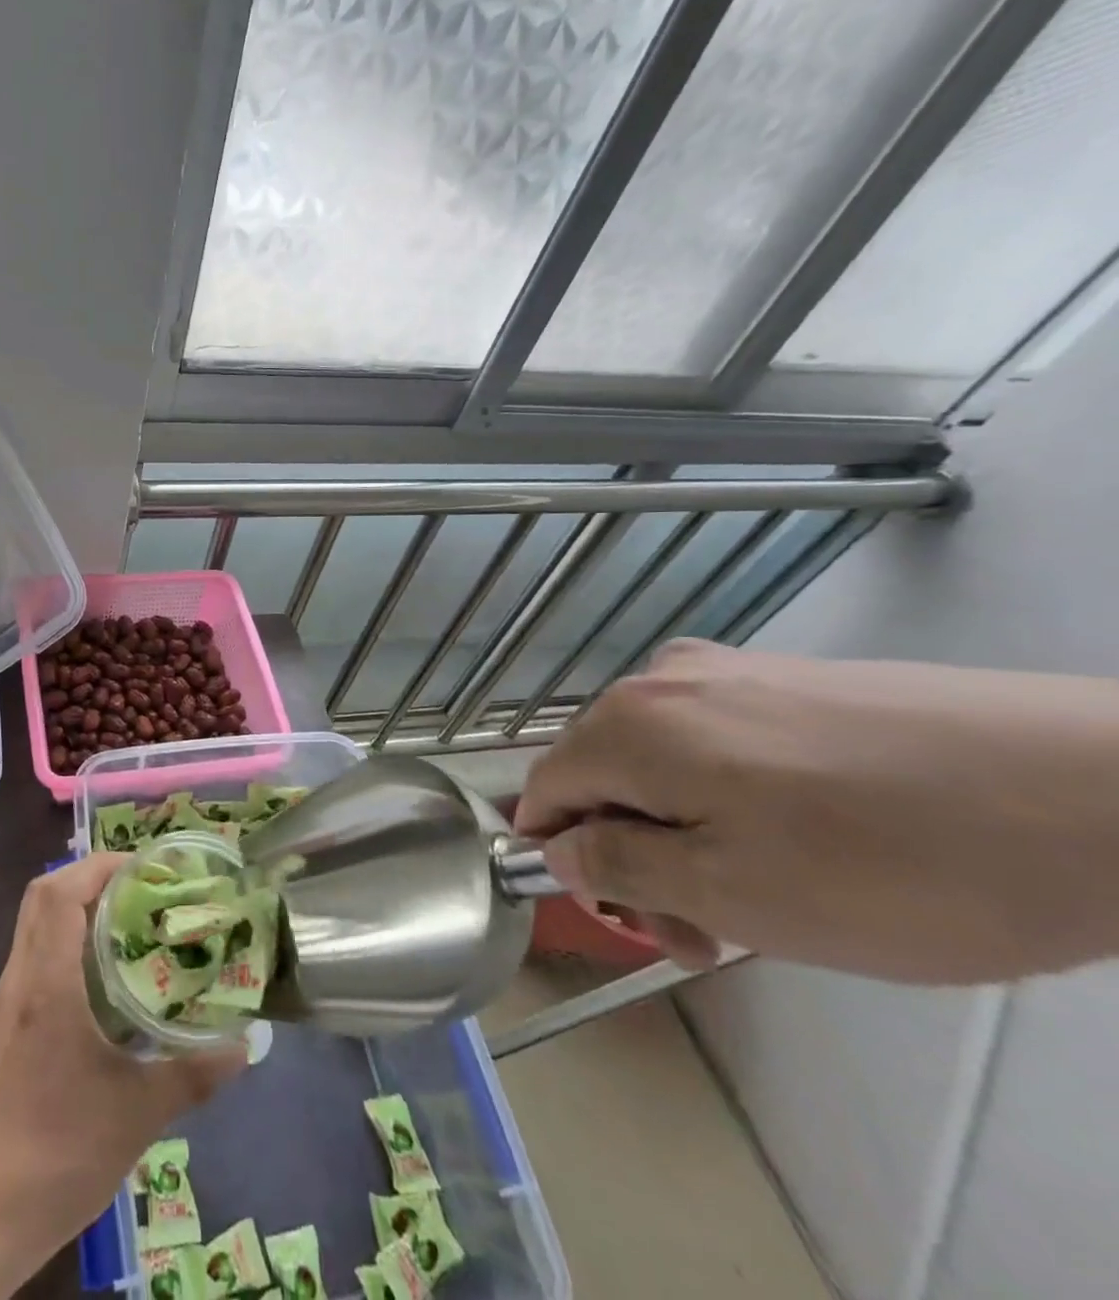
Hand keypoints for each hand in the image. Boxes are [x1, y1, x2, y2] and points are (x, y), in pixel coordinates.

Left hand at [0, 855, 243, 1298]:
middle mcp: (18, 982)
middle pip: (40, 898)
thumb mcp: (138, 1114)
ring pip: (32, 928)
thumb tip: (246, 1045)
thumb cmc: (58, 1154)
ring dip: (73, 910)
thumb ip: (195, 1073)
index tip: (144, 867)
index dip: (99, 865)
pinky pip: (30, 961)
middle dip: (87, 878)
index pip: (60, 893)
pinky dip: (62, 946)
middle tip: (138, 888)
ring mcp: (3, 1006)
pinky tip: (98, 983)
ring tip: (127, 924)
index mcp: (47, 985)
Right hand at [515, 639, 1118, 984]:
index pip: (542, 791)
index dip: (565, 860)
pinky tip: (809, 839)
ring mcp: (729, 670)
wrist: (1108, 792)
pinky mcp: (791, 677)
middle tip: (707, 934)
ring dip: (685, 832)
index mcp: (626, 723)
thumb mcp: (729, 893)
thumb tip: (558, 847)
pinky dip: (730, 797)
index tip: (635, 919)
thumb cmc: (893, 864)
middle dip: (634, 854)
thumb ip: (616, 866)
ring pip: (660, 761)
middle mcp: (659, 679)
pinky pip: (717, 741)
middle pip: (601, 775)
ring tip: (769, 897)